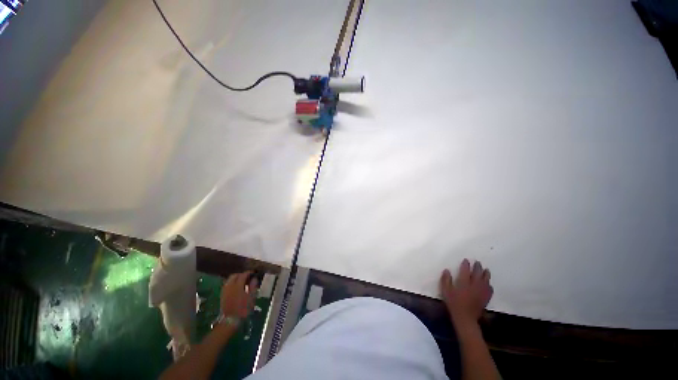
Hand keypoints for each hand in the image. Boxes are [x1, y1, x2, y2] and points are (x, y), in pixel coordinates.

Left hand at [220, 271, 258, 318]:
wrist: (230, 321)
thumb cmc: (243, 309)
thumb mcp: (251, 298)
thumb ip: (253, 286)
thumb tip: (254, 278)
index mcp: (238, 285)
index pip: (243, 274)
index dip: (249, 272)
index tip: (254, 273)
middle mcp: (230, 286)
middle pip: (235, 275)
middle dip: (241, 274)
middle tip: (248, 277)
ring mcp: (225, 290)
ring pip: (230, 280)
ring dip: (236, 278)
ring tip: (243, 282)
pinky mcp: (222, 295)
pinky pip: (227, 285)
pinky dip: (232, 283)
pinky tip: (236, 288)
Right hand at [440, 259, 492, 324]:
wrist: (465, 318)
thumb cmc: (454, 303)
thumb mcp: (445, 291)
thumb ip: (445, 280)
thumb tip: (446, 270)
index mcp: (464, 282)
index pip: (465, 270)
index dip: (466, 264)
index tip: (466, 260)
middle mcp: (474, 285)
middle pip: (477, 273)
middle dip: (477, 267)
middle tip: (477, 262)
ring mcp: (481, 292)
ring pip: (485, 280)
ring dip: (486, 274)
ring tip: (486, 270)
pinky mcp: (485, 298)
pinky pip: (490, 289)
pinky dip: (489, 284)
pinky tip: (488, 284)